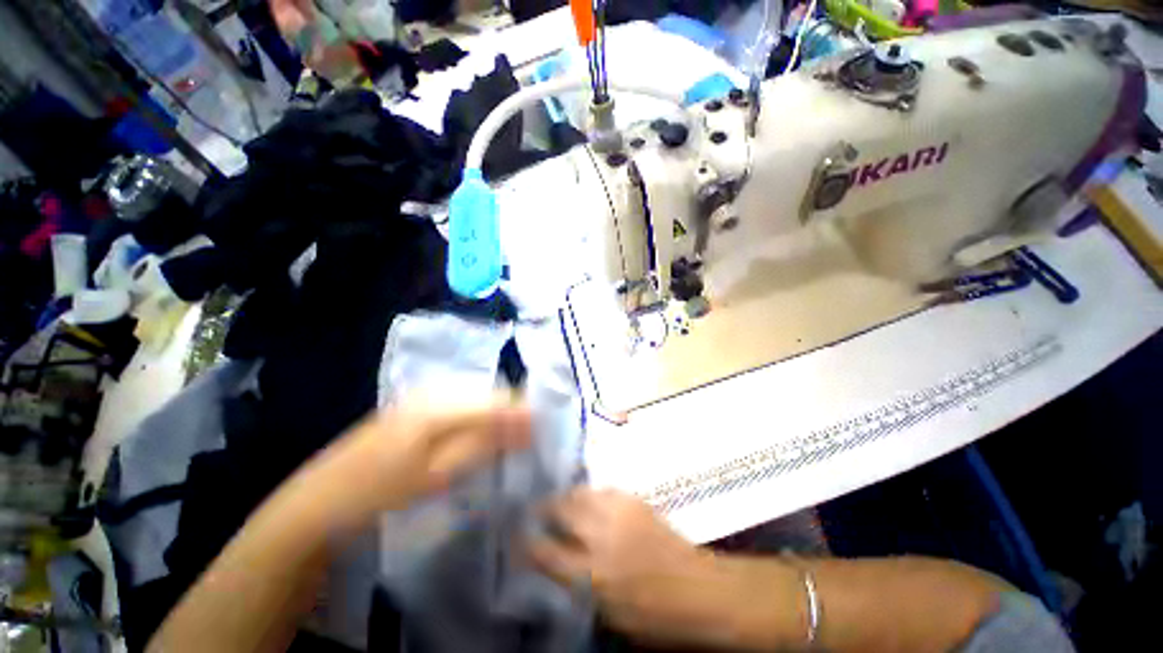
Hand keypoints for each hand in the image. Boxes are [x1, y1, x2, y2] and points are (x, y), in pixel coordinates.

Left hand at [315, 398, 531, 521]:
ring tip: (509, 438)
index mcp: (439, 406)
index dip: (522, 414)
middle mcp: (435, 390)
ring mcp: (424, 393)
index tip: (539, 433)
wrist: (321, 498)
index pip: (497, 401)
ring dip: (496, 415)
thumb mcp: (437, 475)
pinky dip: (478, 416)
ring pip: (477, 397)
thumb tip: (523, 428)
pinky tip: (480, 434)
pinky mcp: (418, 402)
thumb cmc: (380, 491)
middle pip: (489, 394)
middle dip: (512, 414)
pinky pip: (462, 402)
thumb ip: (482, 445)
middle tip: (526, 439)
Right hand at [530, 489, 733, 647]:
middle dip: (544, 507)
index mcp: (592, 573)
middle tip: (535, 509)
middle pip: (562, 510)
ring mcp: (619, 512)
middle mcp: (601, 535)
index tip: (515, 536)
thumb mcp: (608, 613)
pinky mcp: (634, 500)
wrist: (699, 589)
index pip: (546, 552)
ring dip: (567, 496)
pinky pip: (603, 490)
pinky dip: (590, 493)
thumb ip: (577, 585)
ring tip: (560, 500)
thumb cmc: (654, 615)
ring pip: (581, 492)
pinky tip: (589, 499)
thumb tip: (555, 564)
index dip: (526, 543)